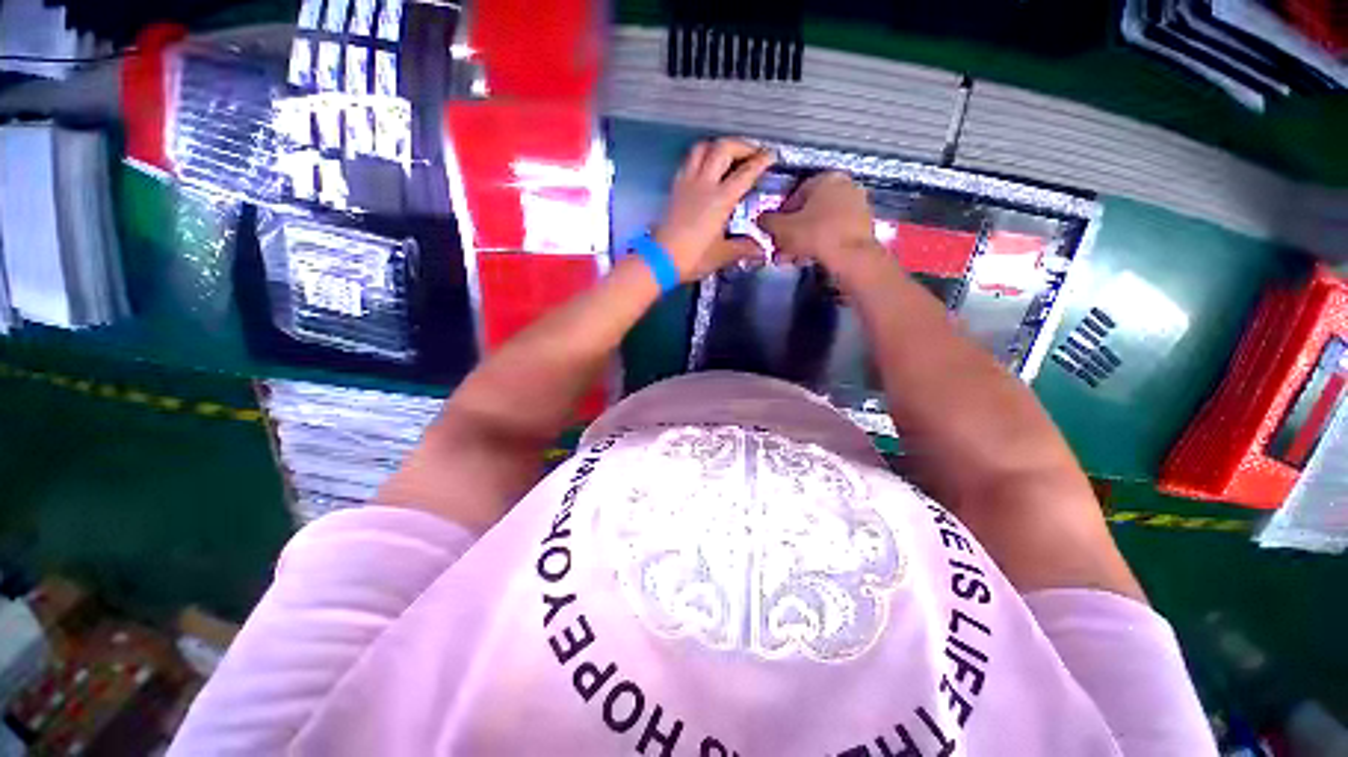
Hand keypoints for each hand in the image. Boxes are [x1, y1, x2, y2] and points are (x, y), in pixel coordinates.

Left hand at [652, 138, 774, 281]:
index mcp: (720, 200)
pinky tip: (704, 168)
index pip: (745, 172)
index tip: (770, 156)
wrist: (659, 260)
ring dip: (718, 146)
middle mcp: (704, 185)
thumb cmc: (691, 258)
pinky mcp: (674, 189)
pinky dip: (699, 157)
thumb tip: (760, 250)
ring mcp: (686, 184)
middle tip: (751, 153)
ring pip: (701, 148)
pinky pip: (688, 162)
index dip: (761, 161)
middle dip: (741, 145)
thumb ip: (743, 249)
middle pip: (723, 148)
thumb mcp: (722, 255)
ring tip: (727, 155)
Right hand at [757, 171, 882, 279]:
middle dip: (794, 230)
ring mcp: (858, 204)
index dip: (781, 215)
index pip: (795, 194)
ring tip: (795, 257)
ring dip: (806, 239)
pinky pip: (836, 231)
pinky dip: (823, 242)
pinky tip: (812, 258)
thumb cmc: (815, 236)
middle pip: (810, 209)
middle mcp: (845, 185)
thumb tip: (761, 219)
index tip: (776, 232)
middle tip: (783, 248)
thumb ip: (767, 222)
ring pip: (822, 222)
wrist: (852, 258)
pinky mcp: (864, 225)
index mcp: (825, 178)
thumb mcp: (781, 229)